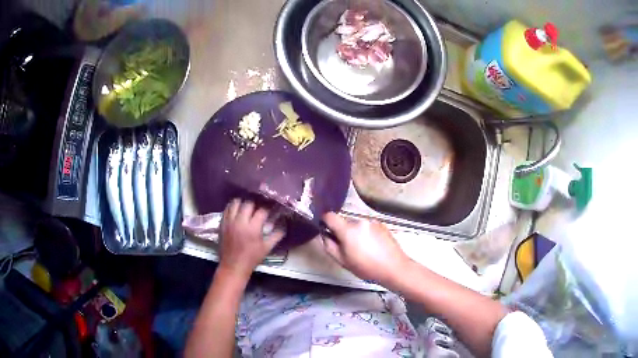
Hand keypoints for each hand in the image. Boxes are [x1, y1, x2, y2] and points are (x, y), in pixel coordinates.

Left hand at [218, 199, 284, 279]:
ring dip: (243, 203)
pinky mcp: (222, 223)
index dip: (268, 208)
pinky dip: (233, 207)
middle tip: (259, 207)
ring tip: (247, 206)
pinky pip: (227, 209)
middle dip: (255, 204)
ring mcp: (230, 222)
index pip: (262, 211)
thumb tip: (283, 227)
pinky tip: (237, 210)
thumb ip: (276, 236)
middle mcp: (240, 222)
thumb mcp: (266, 248)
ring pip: (236, 203)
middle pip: (248, 203)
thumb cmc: (251, 258)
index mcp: (253, 228)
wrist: (233, 266)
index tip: (271, 208)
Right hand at [322, 213, 411, 286]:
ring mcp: (372, 221)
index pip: (329, 216)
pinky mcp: (381, 224)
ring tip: (362, 248)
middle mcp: (359, 220)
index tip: (326, 230)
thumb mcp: (342, 261)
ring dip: (355, 232)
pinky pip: (367, 226)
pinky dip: (366, 232)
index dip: (325, 221)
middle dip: (342, 231)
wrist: (394, 267)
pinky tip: (372, 246)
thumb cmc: (366, 267)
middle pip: (344, 221)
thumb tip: (325, 235)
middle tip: (347, 247)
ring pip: (356, 224)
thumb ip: (329, 246)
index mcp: (348, 229)